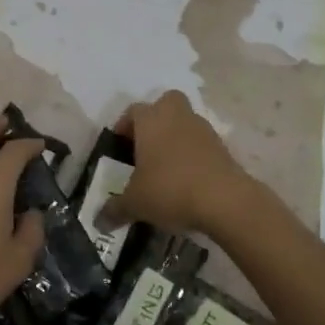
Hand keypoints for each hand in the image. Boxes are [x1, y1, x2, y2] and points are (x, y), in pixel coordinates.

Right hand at [111, 91, 255, 239]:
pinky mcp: (222, 146)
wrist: (224, 199)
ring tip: (166, 167)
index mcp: (151, 120)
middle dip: (156, 119)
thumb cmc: (170, 190)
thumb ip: (115, 209)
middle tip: (146, 145)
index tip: (120, 146)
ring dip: (176, 137)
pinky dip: (193, 154)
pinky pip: (201, 143)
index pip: (133, 111)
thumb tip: (99, 221)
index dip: (124, 126)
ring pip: (185, 122)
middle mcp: (177, 116)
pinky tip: (187, 179)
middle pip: (166, 103)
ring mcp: (203, 129)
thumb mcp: (135, 203)